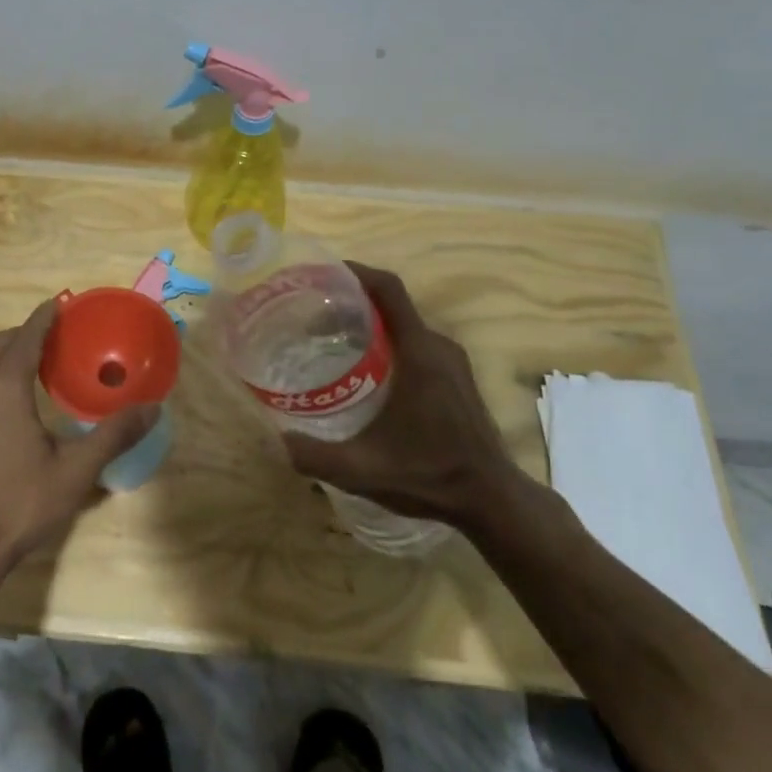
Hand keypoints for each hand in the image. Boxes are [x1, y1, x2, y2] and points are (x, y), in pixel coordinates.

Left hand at [0, 299, 156, 576]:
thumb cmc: (18, 504)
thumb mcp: (75, 471)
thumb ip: (114, 435)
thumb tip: (153, 408)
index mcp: (5, 387)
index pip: (26, 335)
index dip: (45, 316)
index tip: (62, 303)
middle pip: (0, 343)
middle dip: (26, 332)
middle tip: (57, 339)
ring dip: (4, 352)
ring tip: (33, 365)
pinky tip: (7, 403)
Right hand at [282, 262, 522, 527]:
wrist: (492, 500)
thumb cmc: (431, 475)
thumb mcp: (364, 470)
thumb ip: (316, 456)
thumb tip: (278, 439)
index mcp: (419, 353)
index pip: (388, 289)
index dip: (355, 271)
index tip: (321, 271)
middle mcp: (437, 346)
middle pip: (390, 305)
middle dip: (349, 303)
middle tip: (308, 317)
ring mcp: (451, 360)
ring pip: (403, 324)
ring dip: (367, 324)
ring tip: (328, 341)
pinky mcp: (456, 376)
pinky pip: (415, 342)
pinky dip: (385, 341)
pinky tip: (362, 370)